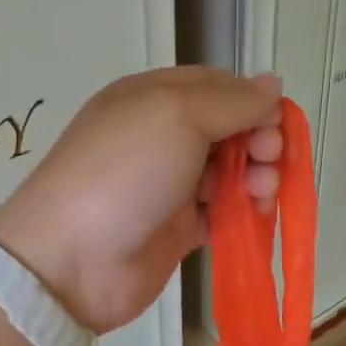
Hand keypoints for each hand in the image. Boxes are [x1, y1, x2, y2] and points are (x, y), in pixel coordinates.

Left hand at [0, 67, 283, 332]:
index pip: (217, 87)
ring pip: (230, 171)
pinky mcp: (177, 229)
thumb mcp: (176, 116)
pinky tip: (256, 216)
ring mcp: (168, 185)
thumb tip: (271, 84)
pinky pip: (222, 212)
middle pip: (228, 129)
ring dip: (256, 177)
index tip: (274, 125)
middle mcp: (161, 136)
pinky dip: (243, 211)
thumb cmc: (124, 173)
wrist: (71, 261)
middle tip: (269, 161)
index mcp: (152, 97)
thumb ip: (230, 100)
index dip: (252, 101)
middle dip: (259, 140)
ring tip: (262, 194)